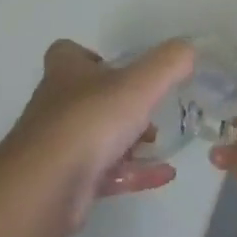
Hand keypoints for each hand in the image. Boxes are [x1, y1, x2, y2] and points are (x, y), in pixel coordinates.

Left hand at [8, 39, 194, 228]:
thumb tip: (189, 48)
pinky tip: (163, 175)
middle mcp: (56, 105)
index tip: (119, 68)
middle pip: (87, 97)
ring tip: (159, 142)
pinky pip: (105, 173)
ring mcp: (57, 147)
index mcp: (66, 73)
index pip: (68, 53)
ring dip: (128, 141)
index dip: (91, 57)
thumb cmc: (91, 120)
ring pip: (95, 137)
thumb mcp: (139, 83)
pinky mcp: (65, 182)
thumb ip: (168, 63)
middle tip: (149, 109)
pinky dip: (133, 173)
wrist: (47, 187)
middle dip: (119, 103)